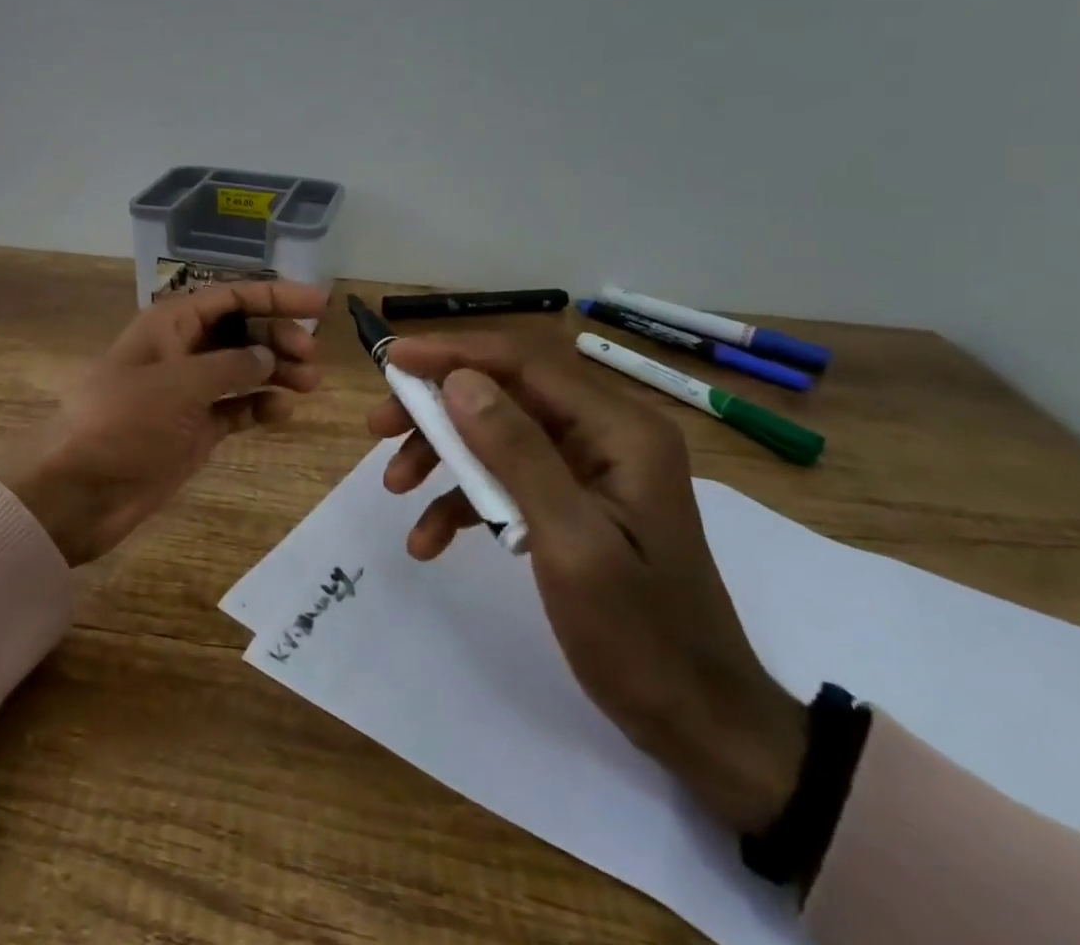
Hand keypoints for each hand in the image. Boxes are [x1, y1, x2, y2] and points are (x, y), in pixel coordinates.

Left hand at [0, 280, 326, 565]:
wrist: (81, 492)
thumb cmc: (123, 423)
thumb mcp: (178, 386)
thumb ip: (230, 366)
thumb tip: (267, 354)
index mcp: (170, 324)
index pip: (231, 296)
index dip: (275, 296)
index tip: (319, 305)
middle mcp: (182, 350)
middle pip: (241, 330)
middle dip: (278, 336)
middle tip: (310, 357)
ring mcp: (189, 390)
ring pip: (243, 368)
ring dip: (276, 371)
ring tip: (309, 384)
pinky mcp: (194, 427)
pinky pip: (236, 407)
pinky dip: (260, 406)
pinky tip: (283, 412)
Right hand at [370, 334, 806, 833]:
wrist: (701, 725)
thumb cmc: (642, 636)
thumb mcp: (571, 543)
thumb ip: (515, 453)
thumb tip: (457, 380)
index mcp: (619, 429)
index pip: (522, 363)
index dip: (452, 354)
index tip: (391, 359)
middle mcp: (605, 433)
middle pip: (503, 393)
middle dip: (437, 408)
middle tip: (378, 425)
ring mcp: (589, 467)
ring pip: (496, 433)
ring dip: (442, 455)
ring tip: (395, 486)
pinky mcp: (573, 500)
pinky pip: (507, 479)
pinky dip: (464, 500)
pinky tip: (429, 537)